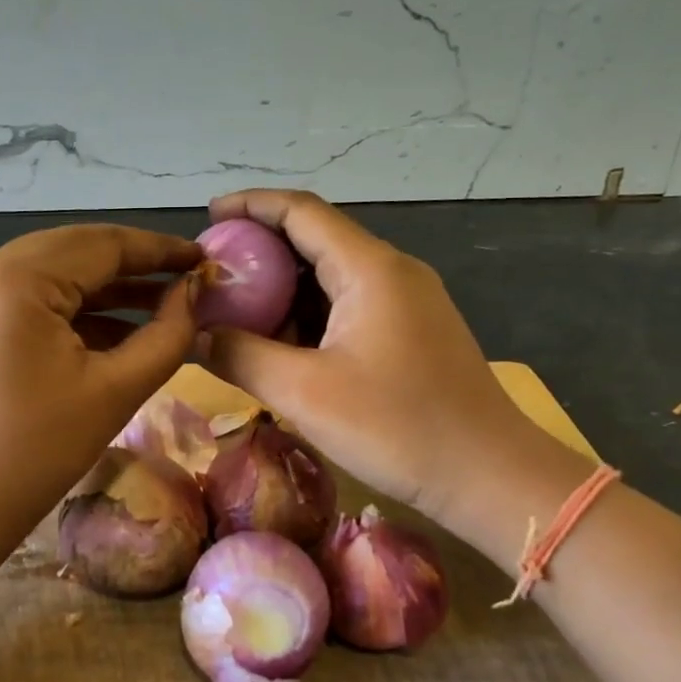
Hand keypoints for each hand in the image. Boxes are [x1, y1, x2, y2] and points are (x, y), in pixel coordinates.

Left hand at [0, 224, 201, 547]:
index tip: (204, 256)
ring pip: (46, 277)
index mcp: (14, 278)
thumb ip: (166, 335)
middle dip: (132, 266)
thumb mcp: (113, 392)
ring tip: (160, 306)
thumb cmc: (32, 455)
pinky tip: (109, 334)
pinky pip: (22, 303)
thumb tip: (193, 292)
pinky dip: (66, 313)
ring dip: (101, 292)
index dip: (159, 249)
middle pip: (72, 253)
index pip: (102, 244)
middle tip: (186, 280)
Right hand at [202, 190, 535, 531]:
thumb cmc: (397, 427)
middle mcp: (390, 271)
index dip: (251, 206)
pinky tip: (280, 340)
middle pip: (315, 238)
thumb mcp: (303, 393)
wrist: (489, 475)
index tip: (208, 216)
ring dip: (283, 286)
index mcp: (369, 268)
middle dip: (260, 250)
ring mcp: (406, 301)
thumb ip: (239, 356)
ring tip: (236, 309)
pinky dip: (308, 312)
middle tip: (213, 274)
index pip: (301, 211)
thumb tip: (191, 335)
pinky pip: (348, 304)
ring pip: (331, 274)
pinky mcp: (410, 330)